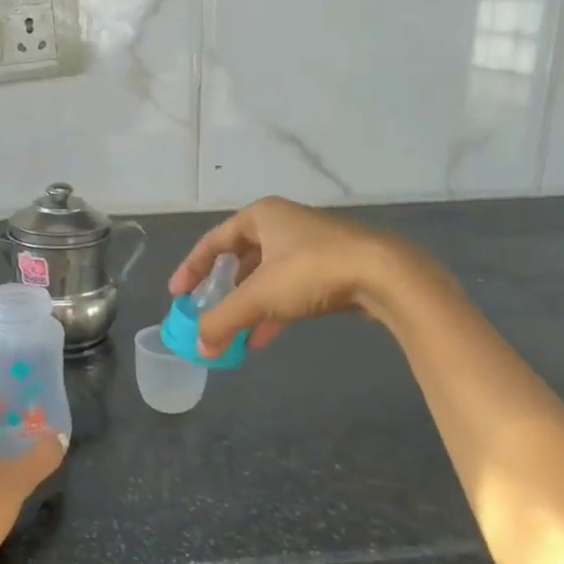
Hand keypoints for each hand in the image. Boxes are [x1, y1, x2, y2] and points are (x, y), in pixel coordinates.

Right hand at [167, 196, 418, 354]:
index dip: (192, 268)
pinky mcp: (333, 266)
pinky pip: (290, 287)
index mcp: (262, 216)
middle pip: (240, 258)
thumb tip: (199, 347)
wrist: (386, 275)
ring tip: (233, 333)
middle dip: (222, 290)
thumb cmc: (312, 272)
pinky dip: (273, 309)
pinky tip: (263, 337)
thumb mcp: (259, 297)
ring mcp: (311, 245)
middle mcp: (284, 224)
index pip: (214, 241)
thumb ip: (222, 321)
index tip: (178, 295)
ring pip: (267, 276)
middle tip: (207, 312)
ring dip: (248, 304)